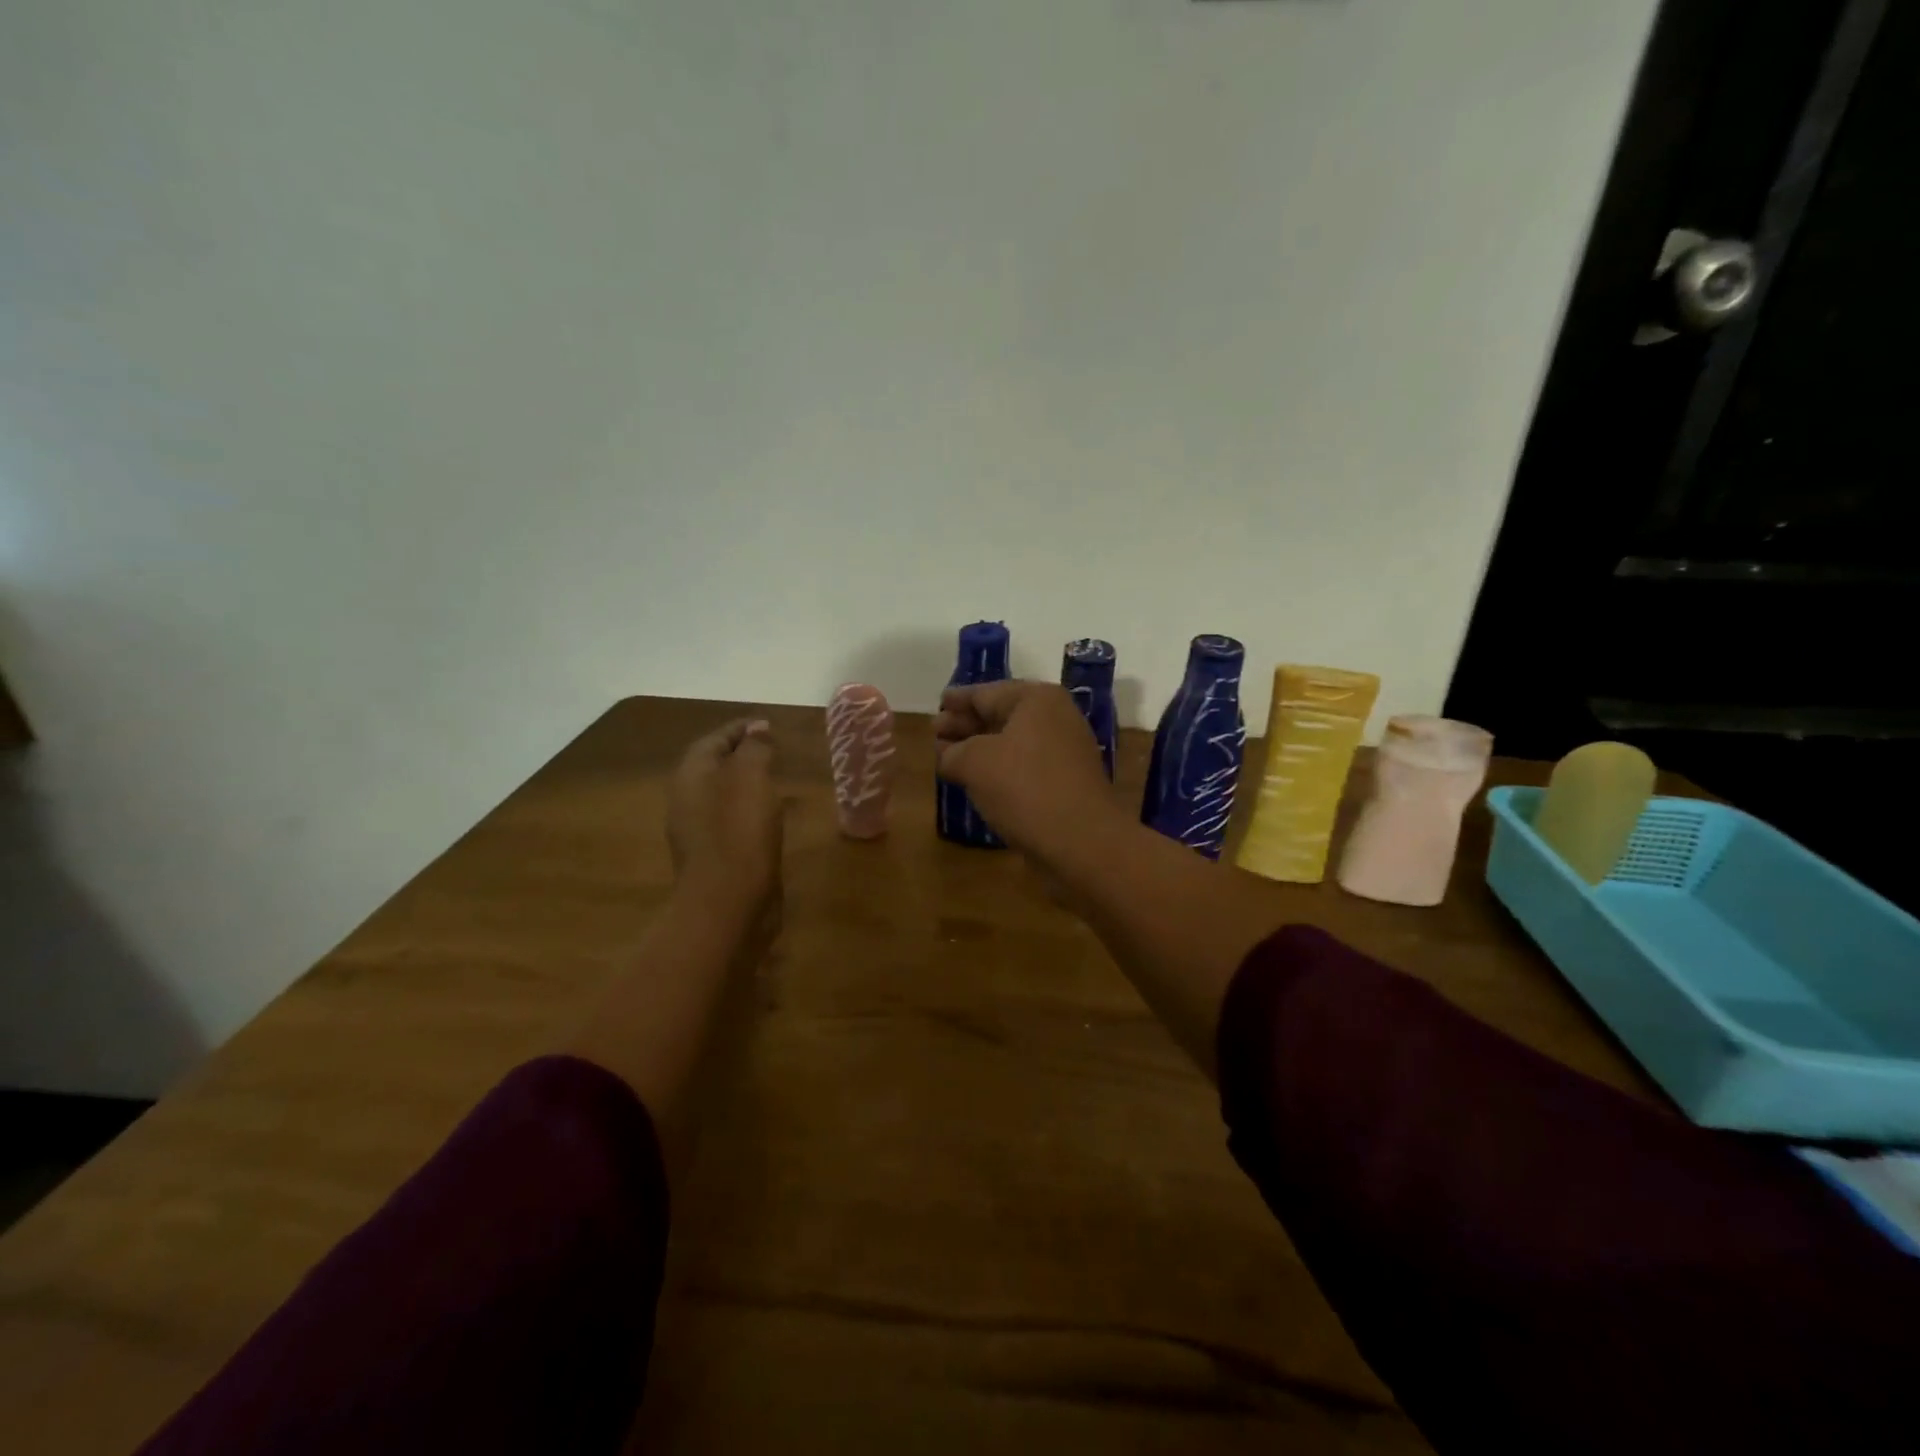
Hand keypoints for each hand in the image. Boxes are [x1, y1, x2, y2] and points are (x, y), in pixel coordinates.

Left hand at [667, 719, 783, 926]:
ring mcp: (698, 832)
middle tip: (772, 749)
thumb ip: (754, 749)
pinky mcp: (714, 856)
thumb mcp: (751, 778)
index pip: (713, 740)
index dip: (739, 729)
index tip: (767, 724)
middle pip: (713, 767)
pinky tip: (769, 817)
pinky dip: (748, 810)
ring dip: (745, 783)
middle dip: (740, 755)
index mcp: (691, 776)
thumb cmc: (739, 832)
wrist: (728, 902)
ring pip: (721, 795)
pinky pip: (730, 821)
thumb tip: (757, 730)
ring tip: (776, 779)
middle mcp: (687, 800)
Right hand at [932, 680, 1124, 863]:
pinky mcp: (1066, 782)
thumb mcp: (974, 763)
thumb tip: (948, 755)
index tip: (937, 704)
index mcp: (1037, 700)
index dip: (957, 701)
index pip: (986, 692)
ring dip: (980, 749)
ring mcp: (1065, 751)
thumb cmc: (1025, 788)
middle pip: (1000, 715)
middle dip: (966, 725)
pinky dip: (999, 769)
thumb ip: (953, 752)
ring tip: (948, 758)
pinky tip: (977, 782)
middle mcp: (1056, 718)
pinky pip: (1024, 766)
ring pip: (1012, 743)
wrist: (1082, 842)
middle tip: (934, 734)